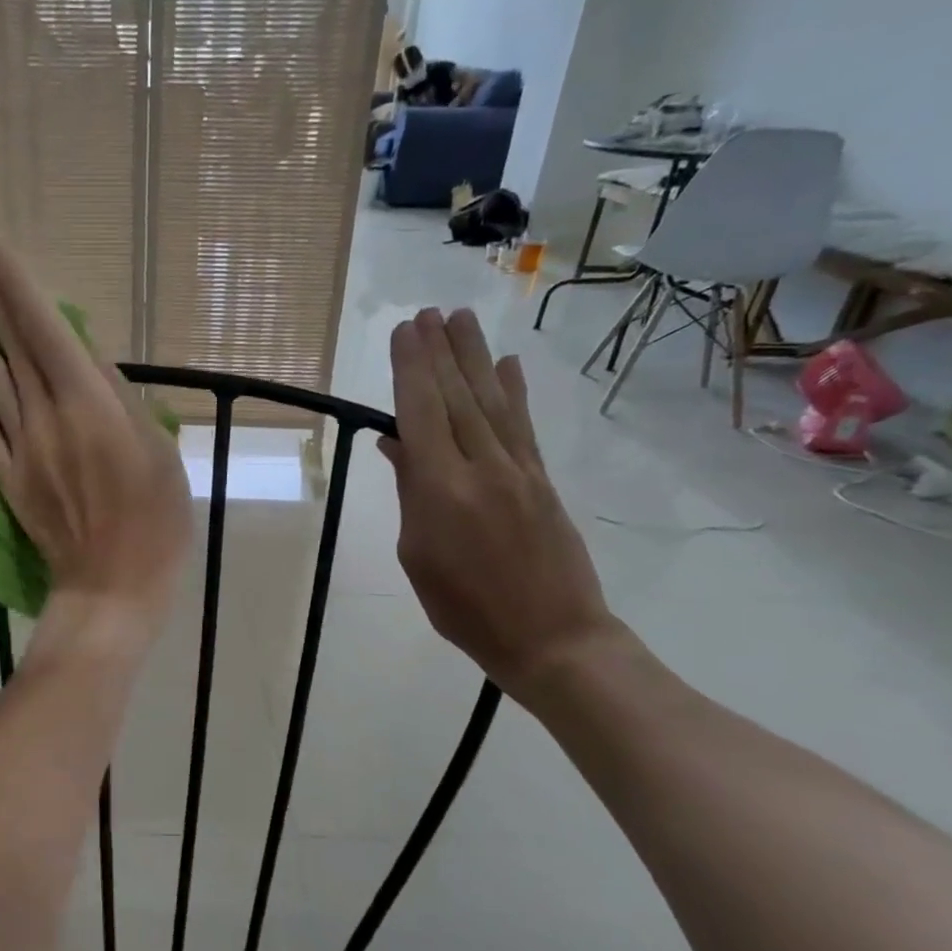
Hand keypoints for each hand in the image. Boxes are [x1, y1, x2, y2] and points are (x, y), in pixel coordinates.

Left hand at [0, 240, 191, 650]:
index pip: (48, 333)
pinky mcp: (8, 478)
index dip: (17, 288)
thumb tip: (86, 358)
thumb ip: (121, 401)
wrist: (112, 587)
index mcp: (91, 407)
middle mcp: (48, 418)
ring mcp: (22, 448)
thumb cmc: (155, 522)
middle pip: (15, 348)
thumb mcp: (158, 453)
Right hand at [382, 308, 624, 698]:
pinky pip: (523, 426)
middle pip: (457, 397)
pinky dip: (514, 392)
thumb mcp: (418, 556)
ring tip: (460, 320)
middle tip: (427, 313)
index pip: (421, 414)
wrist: (552, 638)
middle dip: (439, 351)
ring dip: (474, 357)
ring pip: (491, 402)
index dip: (411, 369)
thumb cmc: (465, 608)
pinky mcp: (542, 480)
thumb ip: (410, 495)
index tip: (404, 332)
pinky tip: (507, 365)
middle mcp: (481, 468)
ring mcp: (518, 471)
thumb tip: (398, 446)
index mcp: (440, 490)